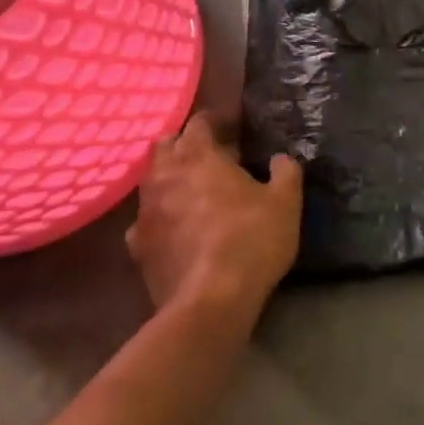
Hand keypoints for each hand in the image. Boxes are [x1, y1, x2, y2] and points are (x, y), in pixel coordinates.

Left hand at [126, 115, 302, 329]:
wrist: (209, 303)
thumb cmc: (250, 240)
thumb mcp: (285, 202)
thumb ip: (286, 172)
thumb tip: (280, 158)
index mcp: (198, 156)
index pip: (199, 122)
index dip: (215, 121)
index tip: (233, 127)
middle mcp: (164, 176)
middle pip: (165, 145)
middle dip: (184, 144)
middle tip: (211, 154)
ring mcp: (145, 212)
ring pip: (151, 181)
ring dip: (170, 178)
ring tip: (194, 189)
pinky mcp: (137, 247)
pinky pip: (145, 220)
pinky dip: (160, 216)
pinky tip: (176, 228)